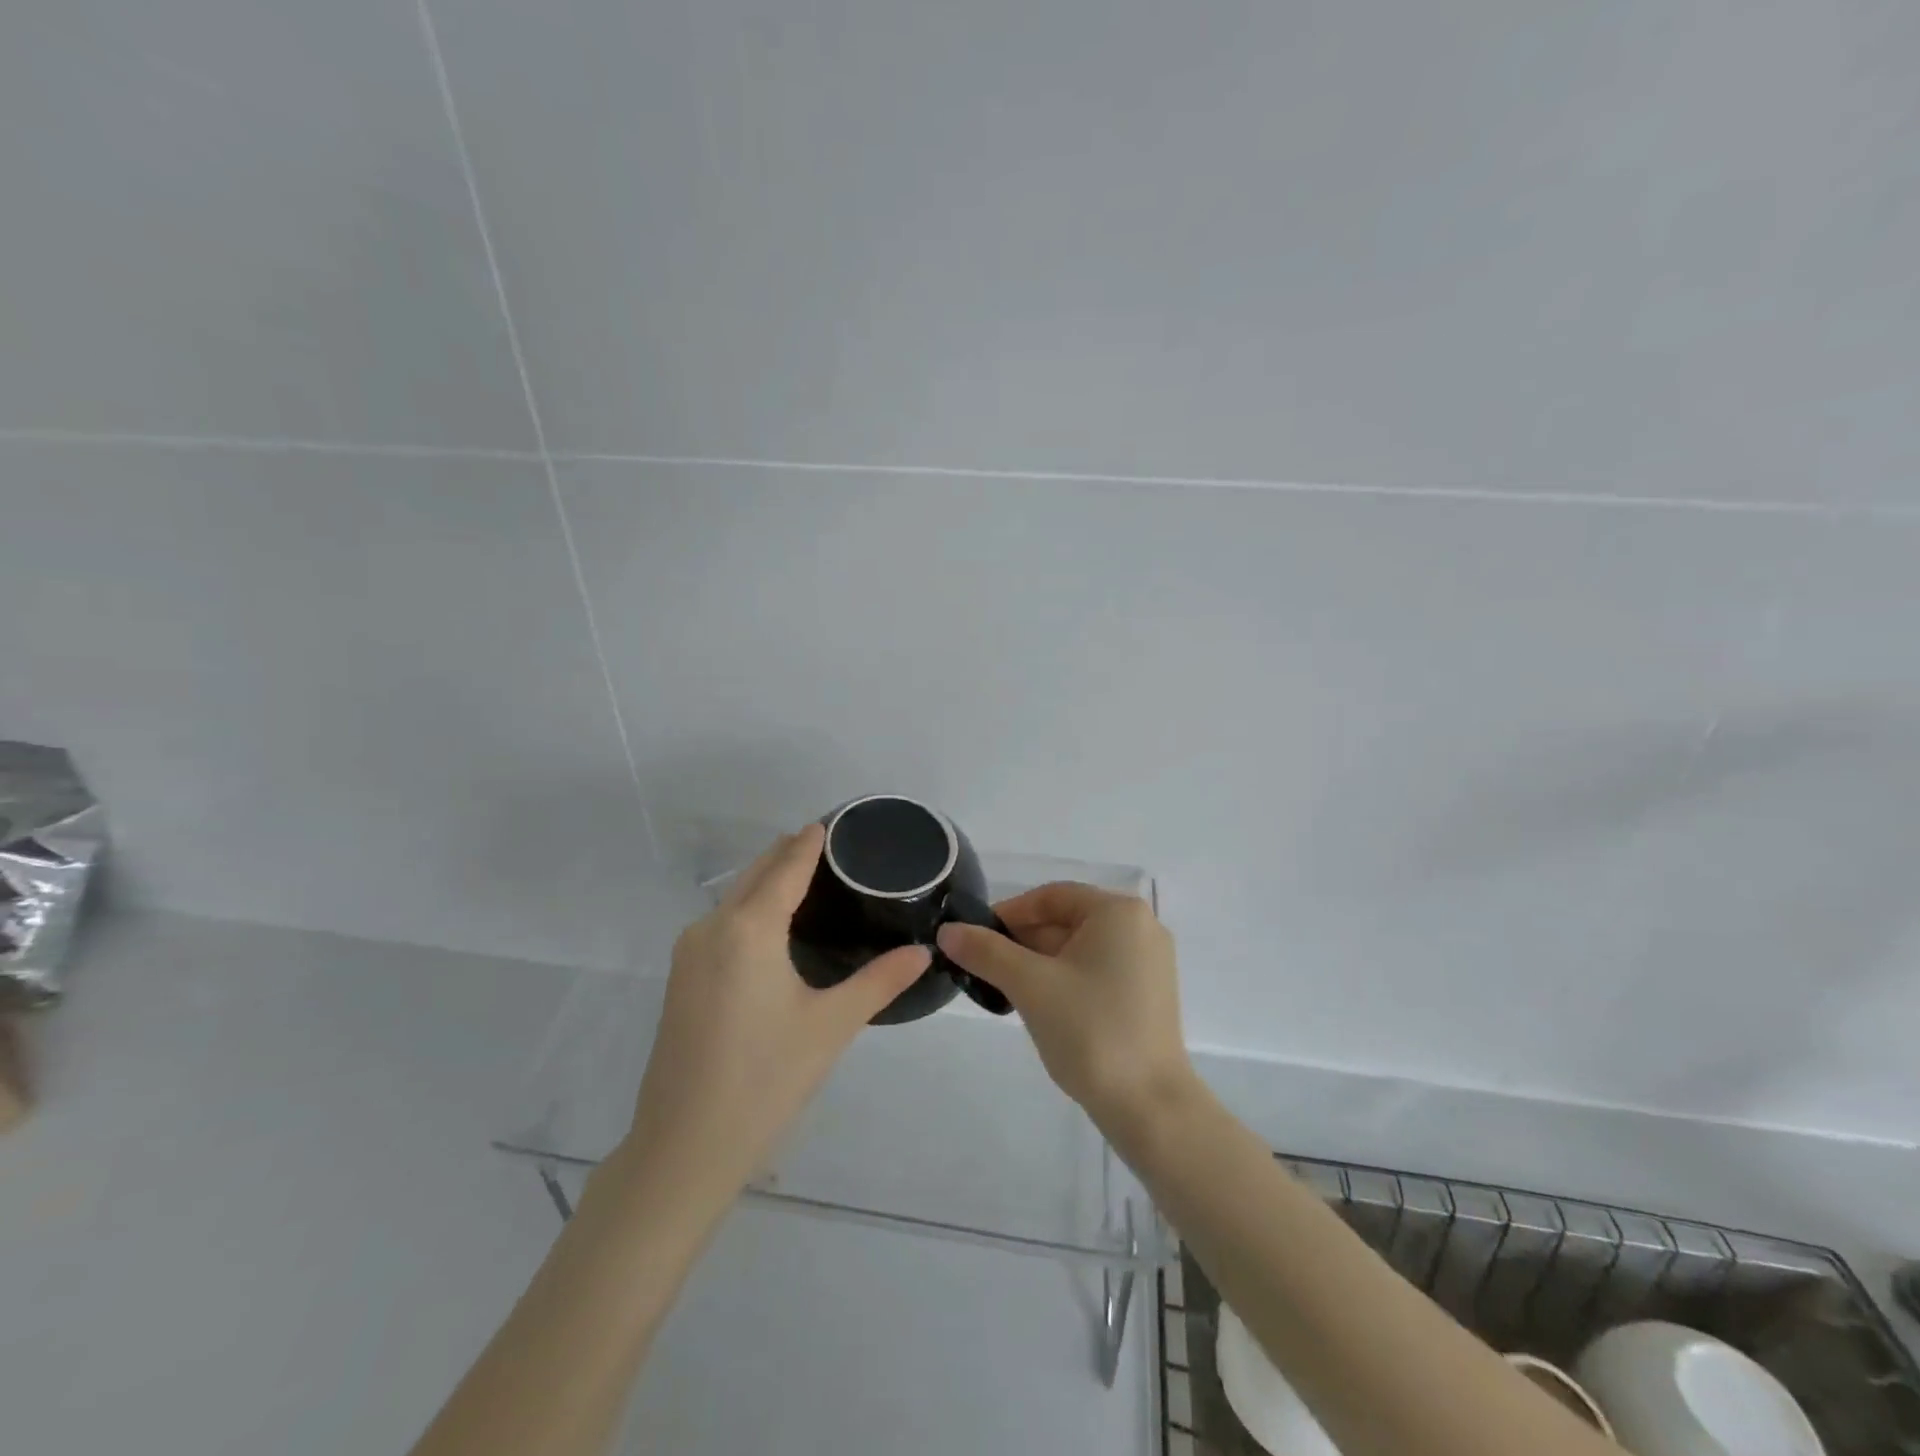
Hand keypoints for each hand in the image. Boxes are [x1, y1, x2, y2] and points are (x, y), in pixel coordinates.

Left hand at [623, 825, 930, 1195]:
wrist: (684, 1147)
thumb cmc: (765, 1079)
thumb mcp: (831, 1026)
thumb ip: (881, 980)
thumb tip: (924, 952)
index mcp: (748, 928)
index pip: (786, 865)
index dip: (811, 841)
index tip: (835, 821)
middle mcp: (712, 927)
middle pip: (756, 872)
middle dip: (791, 853)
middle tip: (835, 849)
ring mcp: (689, 952)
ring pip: (735, 896)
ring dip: (769, 879)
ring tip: (812, 880)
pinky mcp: (681, 977)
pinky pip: (722, 921)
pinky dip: (751, 906)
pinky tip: (776, 925)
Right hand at [936, 882, 1195, 1136]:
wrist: (1149, 1107)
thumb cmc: (1090, 1031)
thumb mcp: (1030, 985)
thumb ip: (986, 951)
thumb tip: (947, 931)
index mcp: (1119, 912)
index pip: (1051, 897)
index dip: (1008, 913)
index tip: (974, 937)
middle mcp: (1140, 927)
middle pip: (1066, 920)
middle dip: (1022, 941)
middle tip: (983, 966)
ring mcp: (1148, 962)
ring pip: (1079, 948)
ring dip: (1039, 962)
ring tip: (1003, 988)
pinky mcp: (1147, 994)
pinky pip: (1096, 970)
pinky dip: (1064, 978)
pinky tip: (1038, 1004)